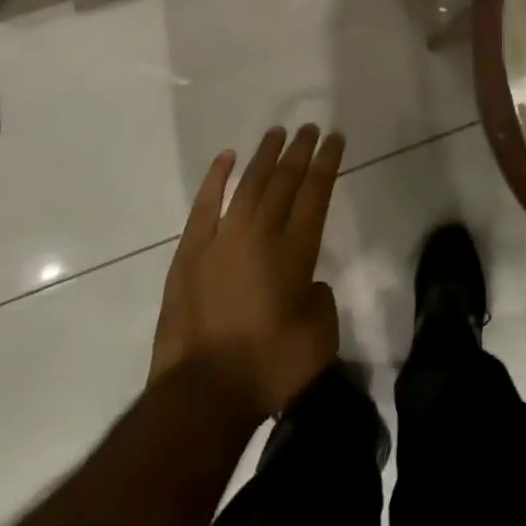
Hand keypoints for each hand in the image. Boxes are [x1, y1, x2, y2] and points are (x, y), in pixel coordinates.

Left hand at [148, 125, 345, 426]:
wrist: (203, 396)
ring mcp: (221, 241)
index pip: (316, 193)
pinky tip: (226, 158)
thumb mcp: (319, 337)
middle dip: (300, 151)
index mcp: (296, 252)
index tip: (335, 139)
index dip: (327, 163)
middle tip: (310, 128)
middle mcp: (261, 235)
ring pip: (248, 185)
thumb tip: (307, 285)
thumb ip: (319, 300)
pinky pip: (205, 205)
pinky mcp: (190, 254)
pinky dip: (216, 179)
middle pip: (284, 181)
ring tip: (277, 133)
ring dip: (265, 156)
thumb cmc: (270, 369)